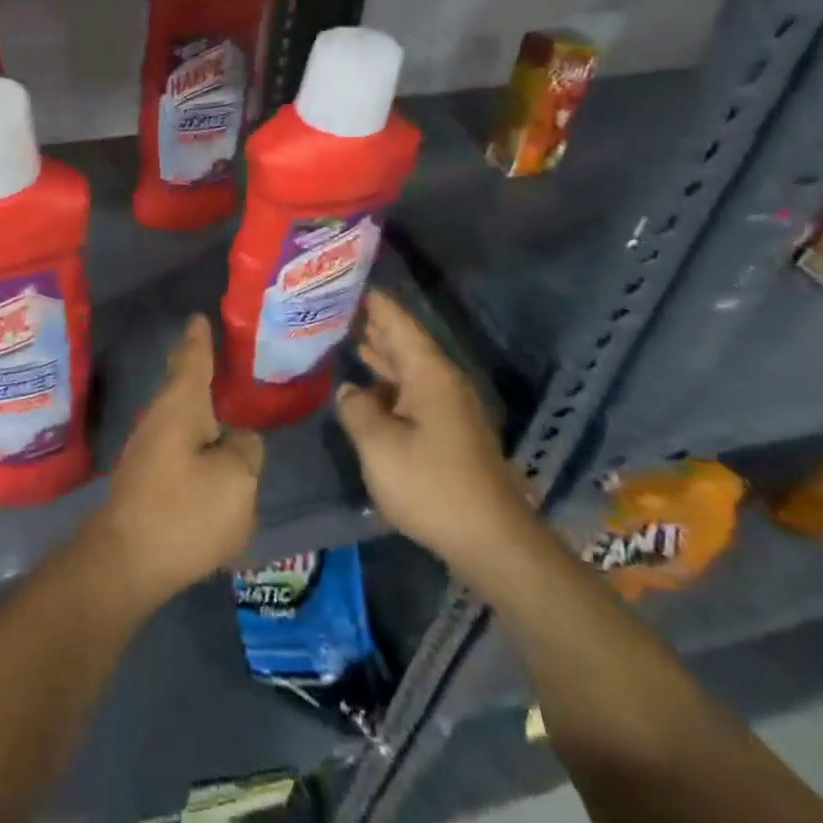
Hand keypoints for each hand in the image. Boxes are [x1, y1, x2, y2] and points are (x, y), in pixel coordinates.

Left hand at [86, 315, 264, 611]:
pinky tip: (211, 459)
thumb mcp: (237, 480)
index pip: (193, 360)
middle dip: (195, 369)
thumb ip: (247, 451)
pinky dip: (196, 445)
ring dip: (199, 410)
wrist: (127, 562)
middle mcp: (159, 419)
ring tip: (223, 405)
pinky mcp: (146, 482)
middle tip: (213, 352)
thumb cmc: (184, 511)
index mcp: (181, 406)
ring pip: (180, 420)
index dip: (200, 339)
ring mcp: (148, 451)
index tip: (199, 317)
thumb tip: (240, 441)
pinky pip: (178, 451)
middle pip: (182, 386)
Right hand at [334, 288, 540, 584]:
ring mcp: (448, 409)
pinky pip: (411, 393)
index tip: (344, 279)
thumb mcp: (379, 445)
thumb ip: (356, 408)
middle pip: (403, 341)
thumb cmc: (432, 485)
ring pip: (406, 369)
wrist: (492, 543)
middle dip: (370, 324)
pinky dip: (385, 384)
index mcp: (428, 373)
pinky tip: (364, 390)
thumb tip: (347, 389)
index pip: (397, 321)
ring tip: (341, 339)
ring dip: (377, 355)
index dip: (372, 300)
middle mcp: (441, 382)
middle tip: (330, 308)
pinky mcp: (448, 434)